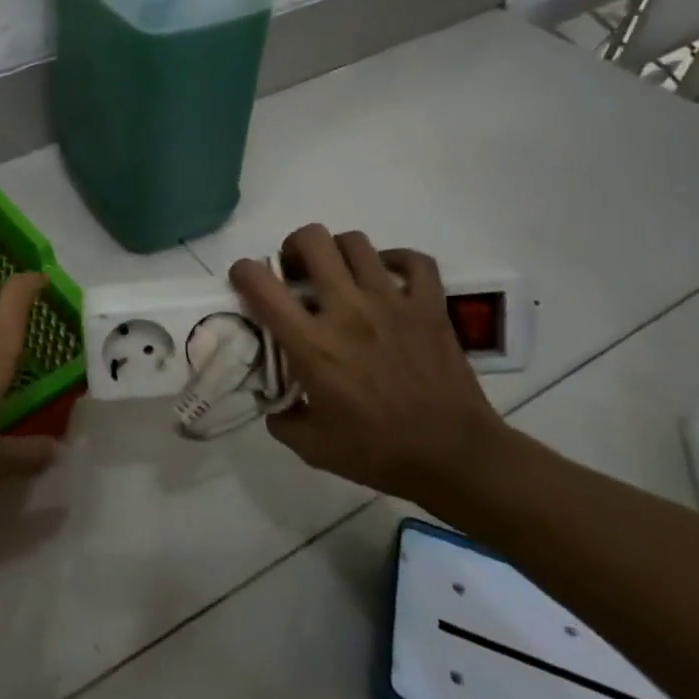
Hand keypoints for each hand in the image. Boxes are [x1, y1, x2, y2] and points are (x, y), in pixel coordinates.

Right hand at [230, 225, 503, 500]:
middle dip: (294, 247)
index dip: (243, 271)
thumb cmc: (379, 452)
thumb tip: (272, 402)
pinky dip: (396, 260)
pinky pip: (414, 260)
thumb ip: (281, 419)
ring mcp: (392, 302)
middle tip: (296, 271)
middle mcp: (347, 310)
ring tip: (339, 274)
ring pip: (356, 242)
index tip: (245, 280)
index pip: (261, 284)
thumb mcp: (312, 447)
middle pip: (312, 241)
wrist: (455, 457)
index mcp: (311, 343)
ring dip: (338, 252)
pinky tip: (387, 277)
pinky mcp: (429, 306)